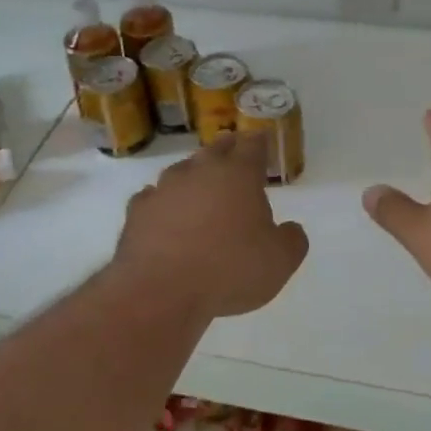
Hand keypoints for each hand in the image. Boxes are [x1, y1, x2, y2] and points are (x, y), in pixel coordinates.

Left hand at [112, 132, 309, 319]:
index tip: (263, 139)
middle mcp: (200, 171)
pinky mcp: (138, 210)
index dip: (260, 141)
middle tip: (235, 155)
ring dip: (194, 175)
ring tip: (201, 188)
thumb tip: (291, 230)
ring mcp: (164, 188)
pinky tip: (166, 215)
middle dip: (228, 150)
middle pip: (216, 149)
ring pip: (183, 170)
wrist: (161, 291)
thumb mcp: (280, 262)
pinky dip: (164, 202)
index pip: (253, 145)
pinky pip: (154, 197)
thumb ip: (292, 240)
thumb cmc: (229, 270)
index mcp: (239, 175)